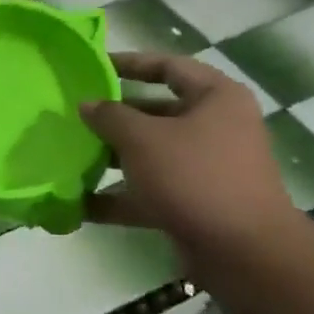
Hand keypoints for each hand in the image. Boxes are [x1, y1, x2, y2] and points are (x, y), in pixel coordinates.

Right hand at [79, 53, 301, 261]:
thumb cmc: (195, 177)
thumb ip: (110, 117)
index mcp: (215, 98)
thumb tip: (87, 104)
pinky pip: (150, 192)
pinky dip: (119, 197)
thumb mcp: (143, 139)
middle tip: (74, 116)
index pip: (169, 66)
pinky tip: (80, 205)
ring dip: (112, 158)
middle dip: (114, 117)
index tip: (93, 67)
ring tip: (70, 157)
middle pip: (157, 113)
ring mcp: (206, 168)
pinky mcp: (195, 203)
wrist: (243, 251)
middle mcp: (216, 127)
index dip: (130, 63)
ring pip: (151, 154)